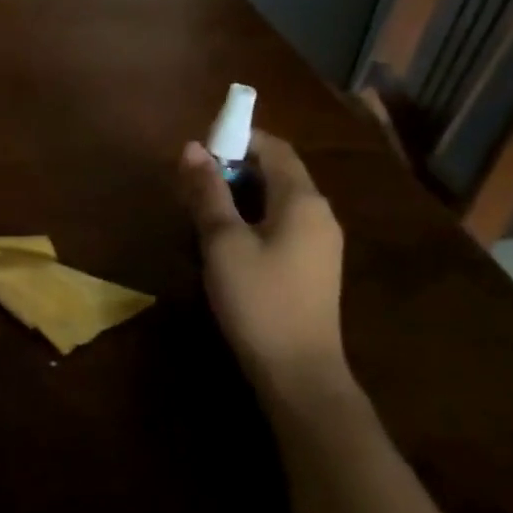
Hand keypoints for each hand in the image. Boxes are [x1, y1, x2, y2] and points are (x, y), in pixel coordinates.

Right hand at [179, 131, 347, 398]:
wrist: (299, 373)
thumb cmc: (259, 300)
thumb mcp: (223, 242)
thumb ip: (208, 192)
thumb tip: (192, 147)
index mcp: (303, 200)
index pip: (273, 147)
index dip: (237, 138)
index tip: (199, 150)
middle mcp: (319, 213)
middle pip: (276, 172)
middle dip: (233, 169)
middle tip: (192, 185)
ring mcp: (320, 242)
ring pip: (276, 200)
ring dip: (239, 196)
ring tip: (201, 213)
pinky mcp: (313, 266)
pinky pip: (281, 224)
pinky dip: (252, 219)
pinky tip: (225, 242)